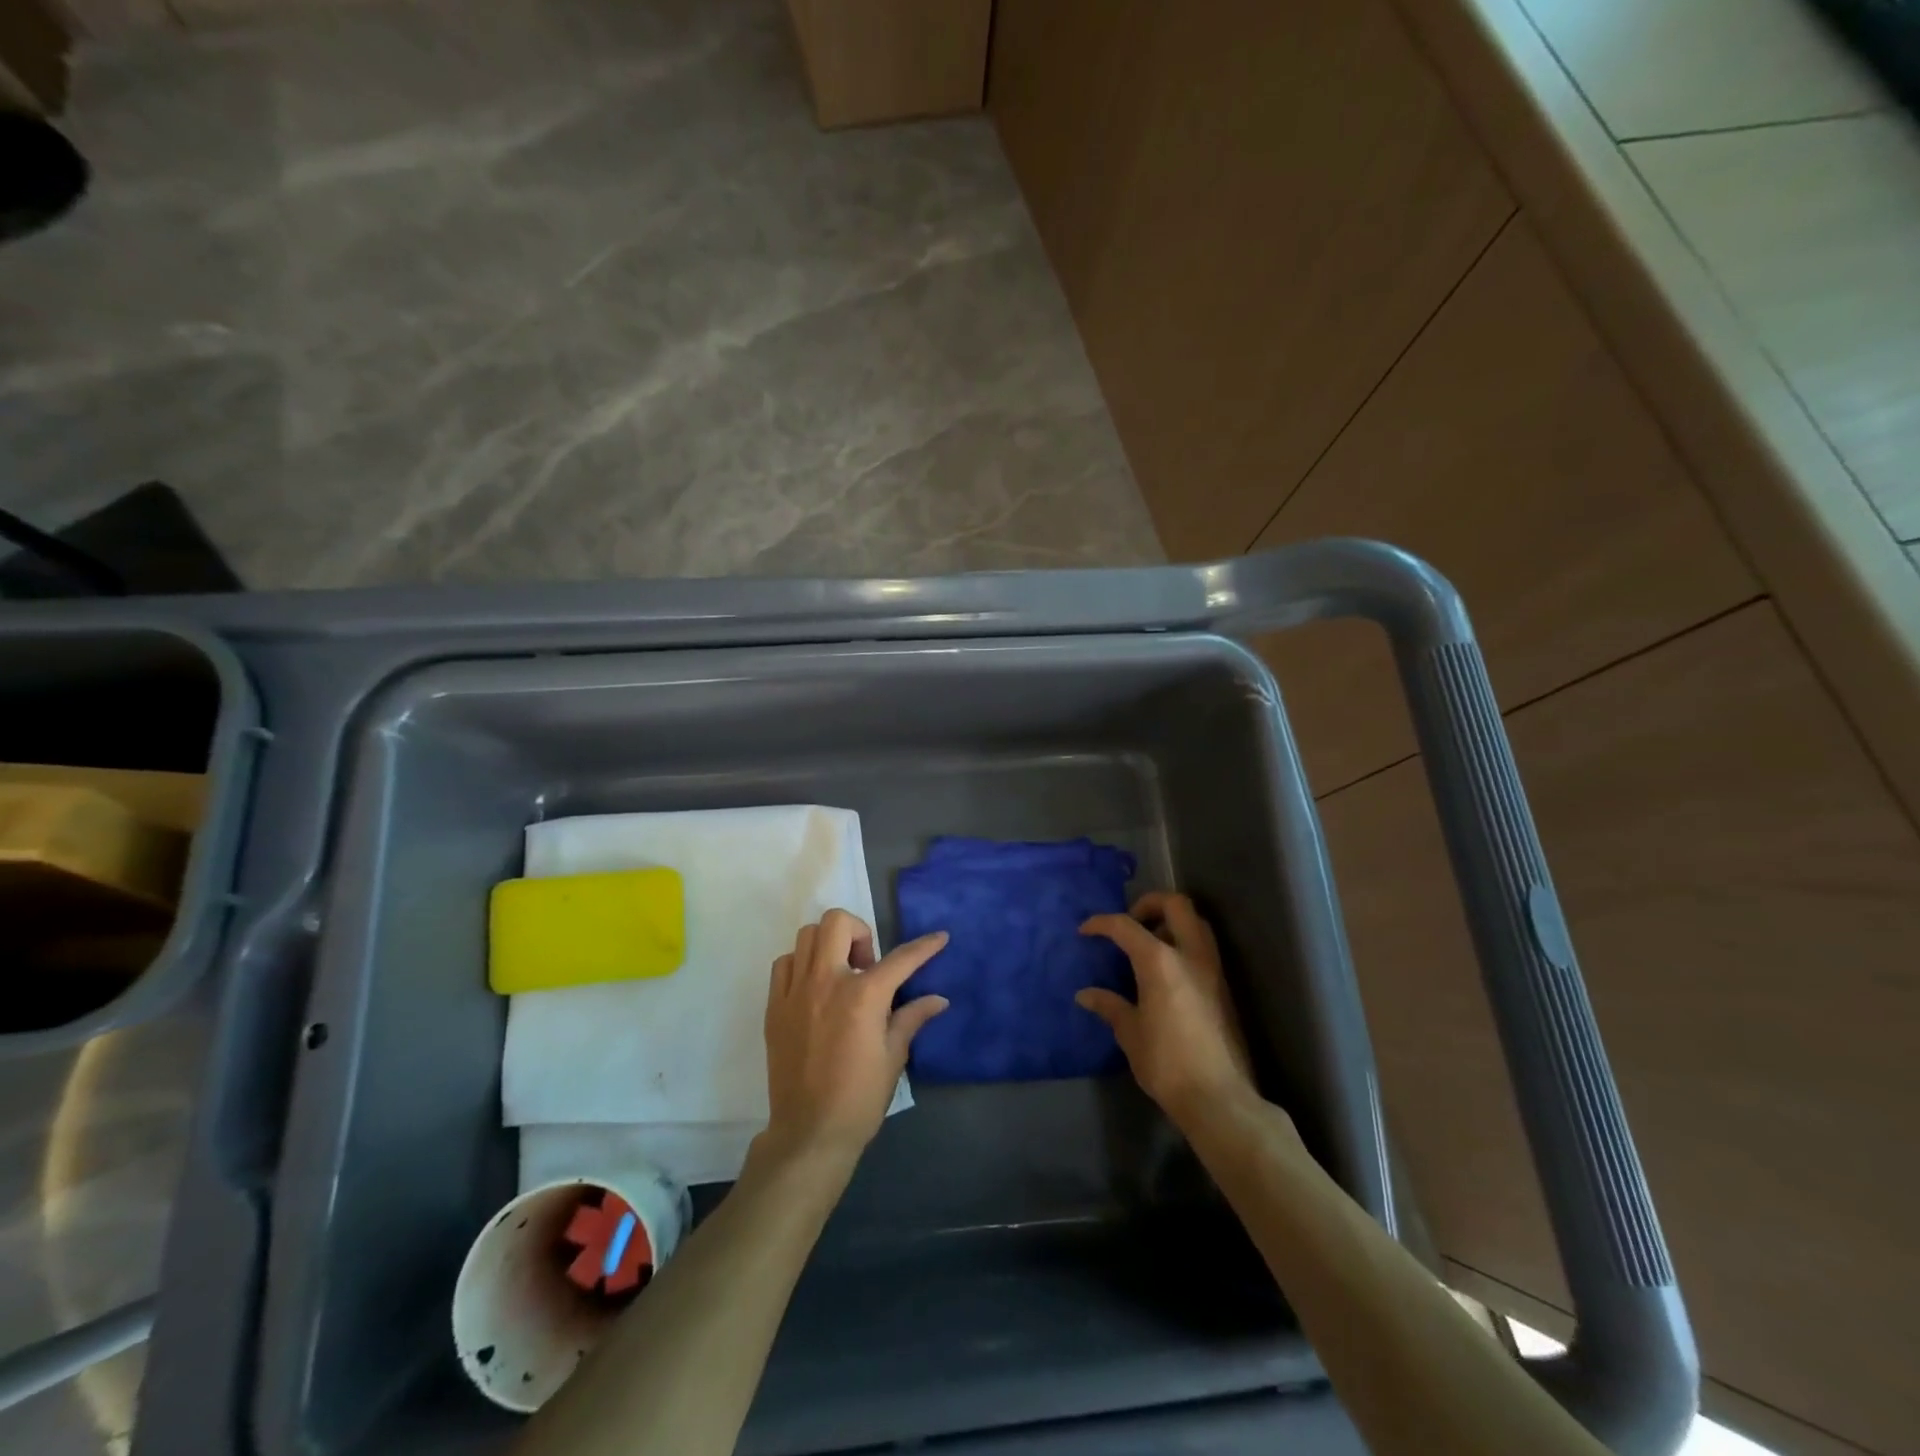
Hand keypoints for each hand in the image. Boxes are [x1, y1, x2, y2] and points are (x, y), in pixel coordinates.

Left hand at [761, 909, 949, 1163]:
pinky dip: (801, 965)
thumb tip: (938, 999)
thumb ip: (912, 1019)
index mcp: (862, 996)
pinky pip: (784, 964)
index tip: (939, 938)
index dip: (925, 946)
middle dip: (860, 933)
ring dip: (829, 946)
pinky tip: (814, 989)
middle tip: (867, 965)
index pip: (900, 959)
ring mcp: (795, 992)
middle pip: (837, 922)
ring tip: (840, 975)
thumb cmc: (859, 1098)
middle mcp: (826, 982)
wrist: (809, 1132)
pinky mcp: (774, 1007)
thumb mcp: (893, 1057)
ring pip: (807, 936)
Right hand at [1078, 893, 1255, 1123]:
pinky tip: (1166, 972)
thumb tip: (1086, 995)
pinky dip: (1183, 944)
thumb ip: (1110, 1006)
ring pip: (1196, 923)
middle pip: (1176, 904)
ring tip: (1149, 945)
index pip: (1126, 926)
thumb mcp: (1130, 1033)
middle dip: (1150, 903)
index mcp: (1160, 961)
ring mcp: (1213, 970)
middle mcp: (1190, 955)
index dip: (1101, 924)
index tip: (1086, 931)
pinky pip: (1203, 948)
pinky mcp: (1224, 988)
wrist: (1219, 1098)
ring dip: (1172, 922)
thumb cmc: (1167, 1063)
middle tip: (1131, 923)